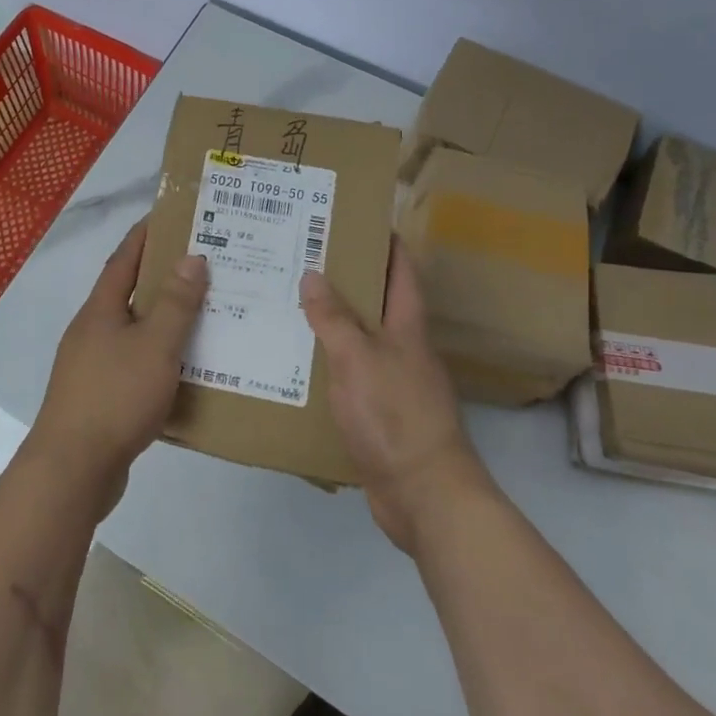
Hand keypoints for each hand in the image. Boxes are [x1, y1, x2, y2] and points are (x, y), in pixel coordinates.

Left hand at [29, 219, 208, 513]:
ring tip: (203, 316)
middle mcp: (91, 331)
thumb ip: (174, 303)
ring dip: (162, 321)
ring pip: (133, 332)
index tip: (169, 216)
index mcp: (100, 310)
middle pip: (128, 294)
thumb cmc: (115, 397)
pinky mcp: (98, 398)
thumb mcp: (154, 345)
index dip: (144, 235)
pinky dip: (158, 360)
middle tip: (202, 266)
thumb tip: (191, 257)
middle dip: (161, 277)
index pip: (123, 259)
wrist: (72, 469)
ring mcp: (91, 366)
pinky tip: (184, 371)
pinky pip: (133, 366)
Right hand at [300, 240, 490, 553]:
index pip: (402, 272)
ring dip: (333, 323)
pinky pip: (352, 376)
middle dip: (348, 280)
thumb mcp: (357, 358)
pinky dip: (329, 364)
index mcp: (408, 328)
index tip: (359, 220)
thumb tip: (313, 274)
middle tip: (304, 259)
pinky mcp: (382, 415)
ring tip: (291, 304)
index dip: (386, 243)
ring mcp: (395, 384)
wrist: (424, 495)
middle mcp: (405, 350)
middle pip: (379, 304)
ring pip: (361, 340)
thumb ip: (333, 318)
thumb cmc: (394, 415)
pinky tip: (299, 364)